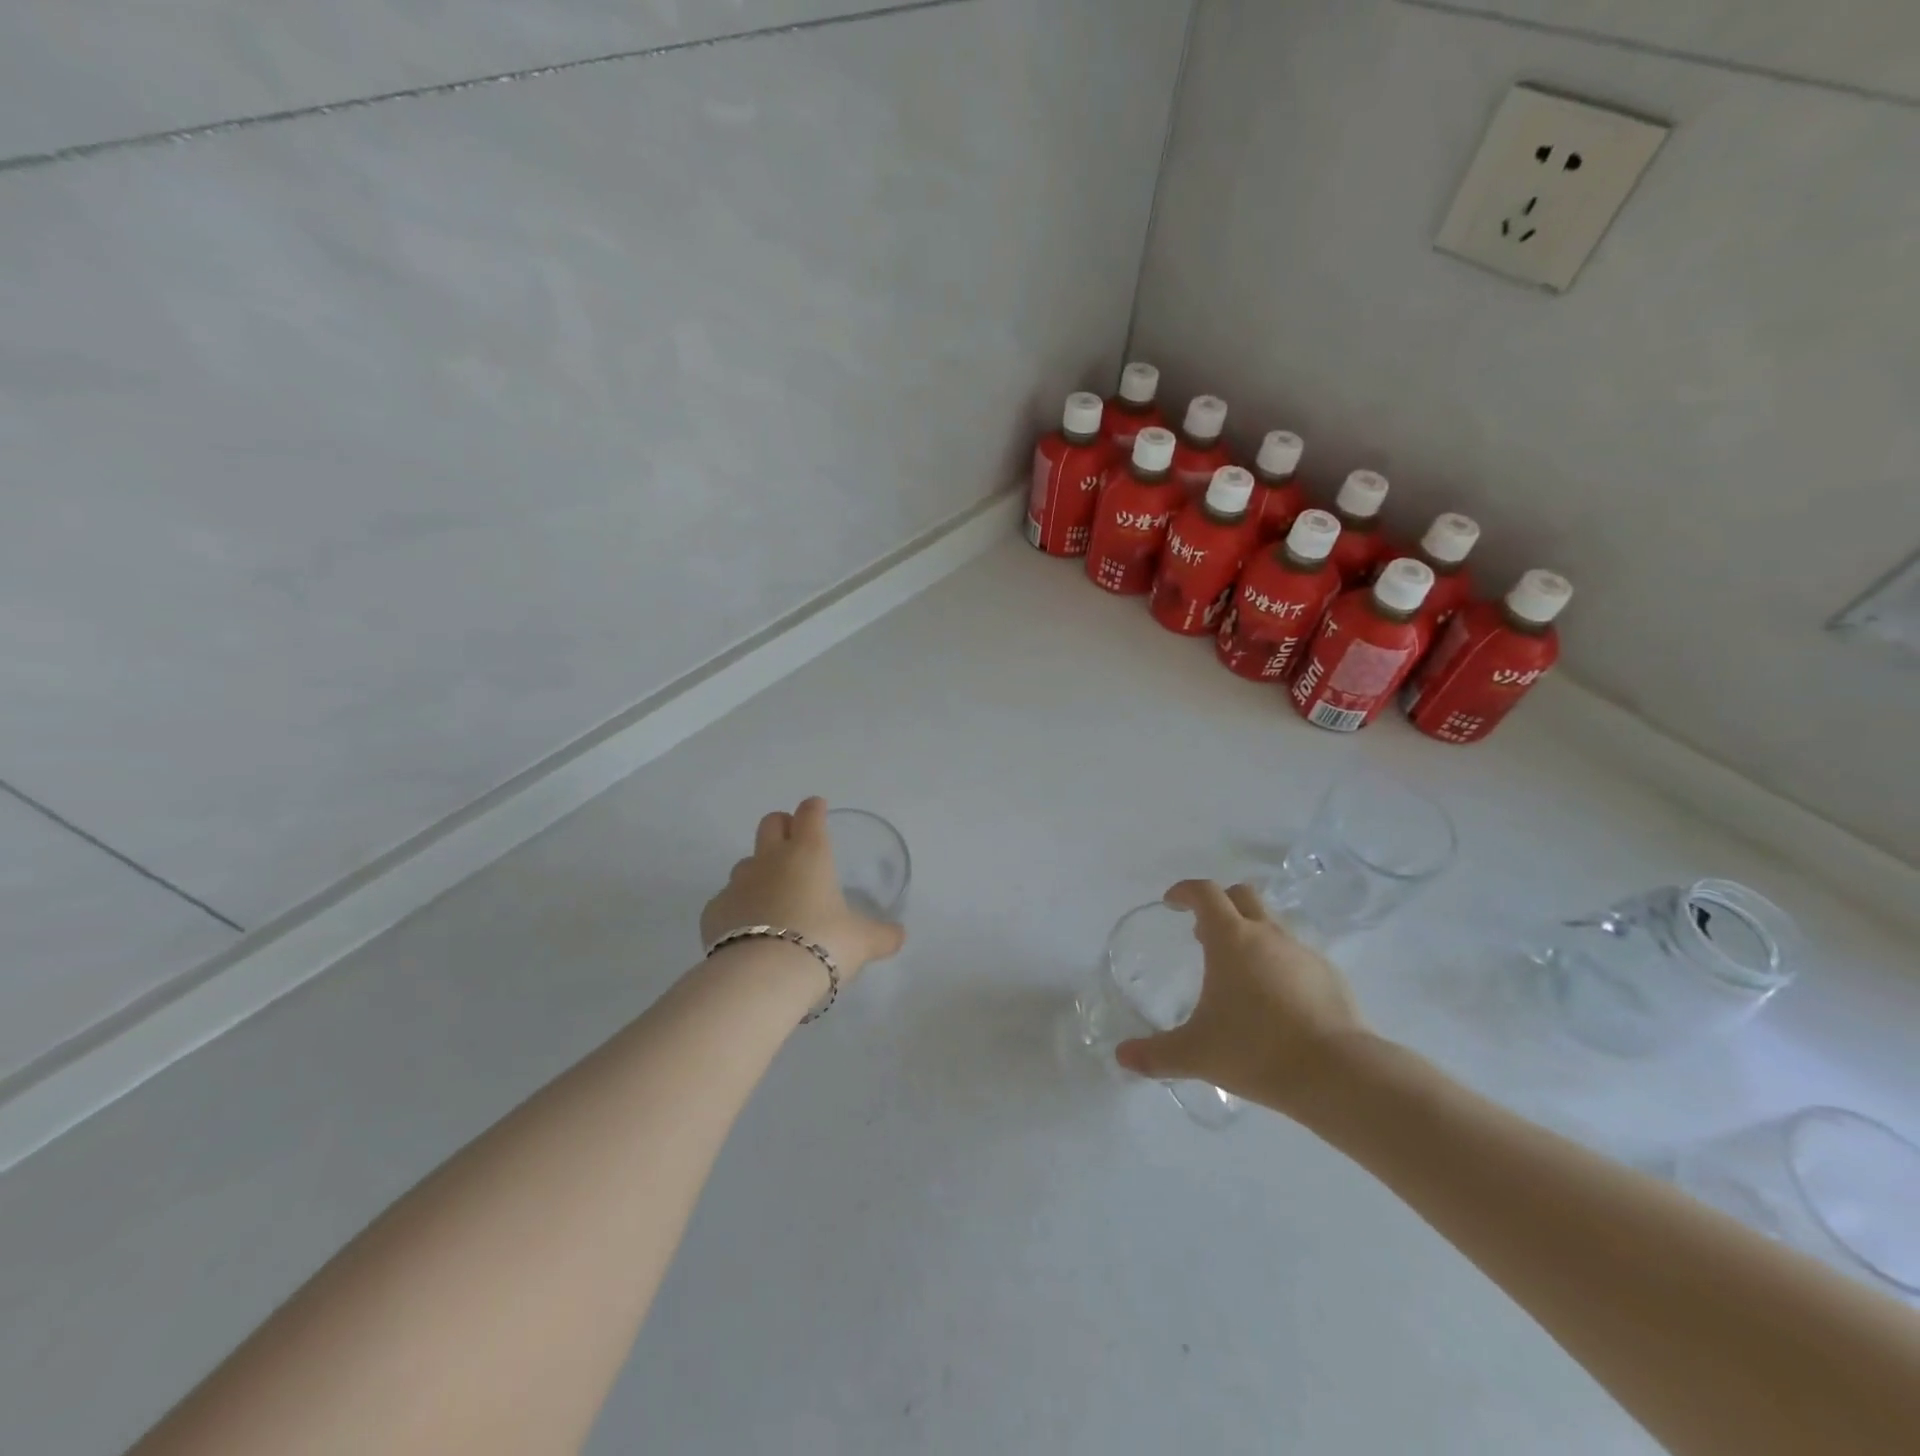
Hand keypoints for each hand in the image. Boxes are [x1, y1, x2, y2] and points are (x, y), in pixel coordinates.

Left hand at [700, 797, 906, 981]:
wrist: (761, 978)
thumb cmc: (822, 944)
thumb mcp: (862, 942)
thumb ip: (882, 935)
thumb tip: (899, 936)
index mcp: (809, 854)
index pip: (810, 814)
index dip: (815, 809)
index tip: (819, 810)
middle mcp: (771, 859)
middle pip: (770, 823)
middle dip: (782, 826)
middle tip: (795, 843)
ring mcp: (737, 884)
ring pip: (746, 862)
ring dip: (759, 870)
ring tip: (774, 897)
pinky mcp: (714, 912)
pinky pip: (727, 900)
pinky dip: (738, 909)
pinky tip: (749, 931)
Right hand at [1115, 880, 1367, 1114]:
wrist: (1338, 1075)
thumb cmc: (1256, 1051)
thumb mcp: (1196, 1054)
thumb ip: (1155, 1053)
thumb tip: (1122, 1056)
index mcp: (1232, 939)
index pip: (1205, 893)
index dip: (1185, 891)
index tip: (1172, 902)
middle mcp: (1267, 934)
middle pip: (1242, 895)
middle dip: (1220, 904)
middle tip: (1204, 933)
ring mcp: (1302, 952)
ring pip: (1271, 924)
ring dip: (1250, 934)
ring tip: (1238, 972)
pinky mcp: (1329, 975)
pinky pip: (1295, 954)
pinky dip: (1278, 962)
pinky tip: (1275, 999)